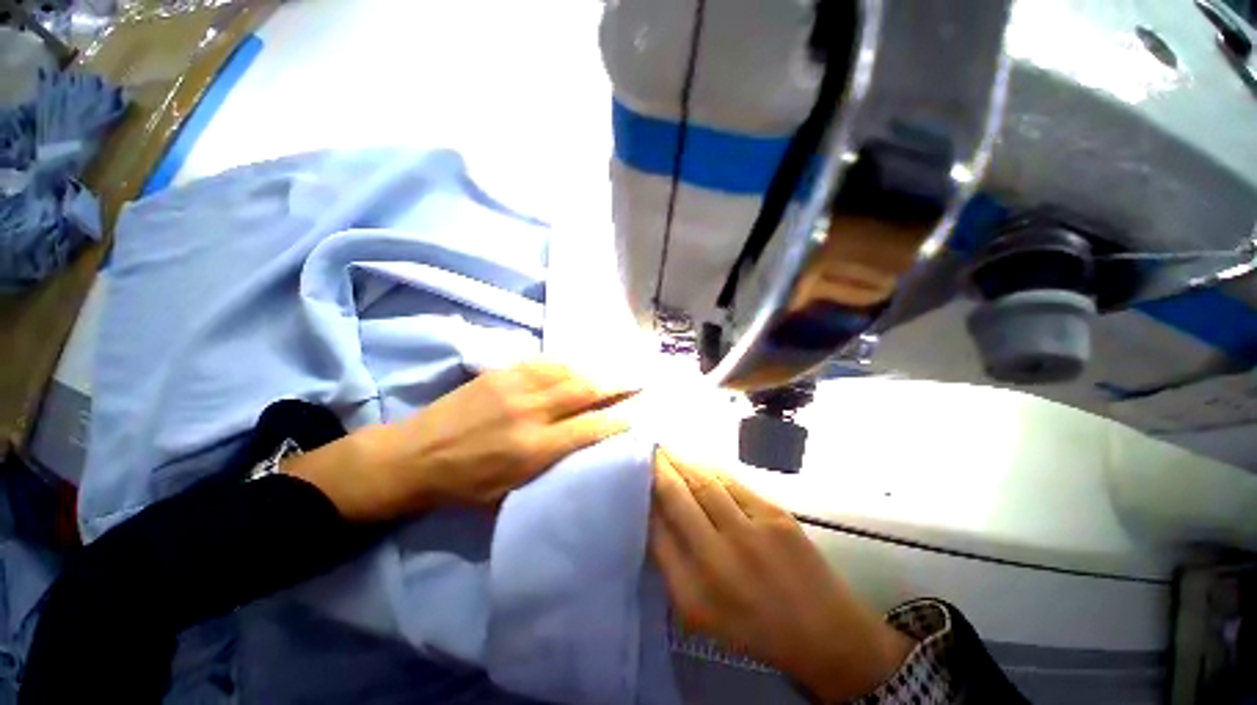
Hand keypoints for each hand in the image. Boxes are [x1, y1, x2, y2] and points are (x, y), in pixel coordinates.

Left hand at [284, 360, 635, 521]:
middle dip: (618, 385)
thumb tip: (583, 448)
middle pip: (585, 391)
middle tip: (640, 379)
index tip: (637, 415)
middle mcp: (531, 413)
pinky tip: (581, 362)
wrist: (413, 455)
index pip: (589, 428)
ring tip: (618, 368)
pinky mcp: (501, 372)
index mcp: (533, 449)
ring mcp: (515, 387)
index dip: (617, 420)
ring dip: (598, 370)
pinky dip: (568, 362)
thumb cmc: (463, 484)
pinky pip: (544, 362)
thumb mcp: (510, 492)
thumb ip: (550, 467)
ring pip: (568, 372)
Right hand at [650, 450, 913, 702]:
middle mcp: (718, 556)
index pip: (657, 528)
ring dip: (682, 461)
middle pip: (678, 495)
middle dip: (659, 468)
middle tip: (647, 449)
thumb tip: (654, 517)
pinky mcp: (774, 514)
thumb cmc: (754, 627)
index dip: (644, 496)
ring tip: (667, 449)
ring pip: (704, 481)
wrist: (825, 633)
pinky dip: (710, 468)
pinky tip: (699, 462)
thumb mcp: (699, 612)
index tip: (635, 476)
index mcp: (695, 589)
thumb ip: (671, 565)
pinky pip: (732, 482)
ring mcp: (750, 530)